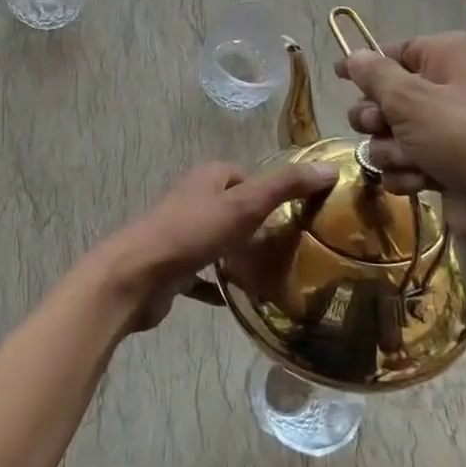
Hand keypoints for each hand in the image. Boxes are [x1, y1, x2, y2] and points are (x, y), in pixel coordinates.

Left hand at [88, 160, 339, 331]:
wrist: (136, 276)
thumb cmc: (191, 233)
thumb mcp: (245, 205)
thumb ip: (286, 187)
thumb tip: (329, 168)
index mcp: (206, 179)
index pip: (243, 175)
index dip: (267, 189)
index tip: (294, 212)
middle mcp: (191, 201)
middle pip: (230, 207)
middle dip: (256, 224)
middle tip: (288, 246)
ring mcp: (179, 235)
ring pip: (216, 240)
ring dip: (236, 254)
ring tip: (268, 272)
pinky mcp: (171, 268)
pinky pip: (200, 275)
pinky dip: (216, 284)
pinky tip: (234, 299)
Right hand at [334, 35, 465, 257]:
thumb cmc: (463, 136)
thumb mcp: (410, 98)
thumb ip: (373, 75)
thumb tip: (352, 56)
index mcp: (447, 56)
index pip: (394, 51)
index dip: (366, 67)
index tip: (339, 78)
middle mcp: (447, 88)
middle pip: (385, 96)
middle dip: (376, 118)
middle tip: (382, 127)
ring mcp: (446, 131)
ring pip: (390, 135)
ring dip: (391, 151)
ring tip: (412, 161)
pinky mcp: (443, 166)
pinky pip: (404, 163)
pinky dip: (406, 173)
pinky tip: (422, 182)